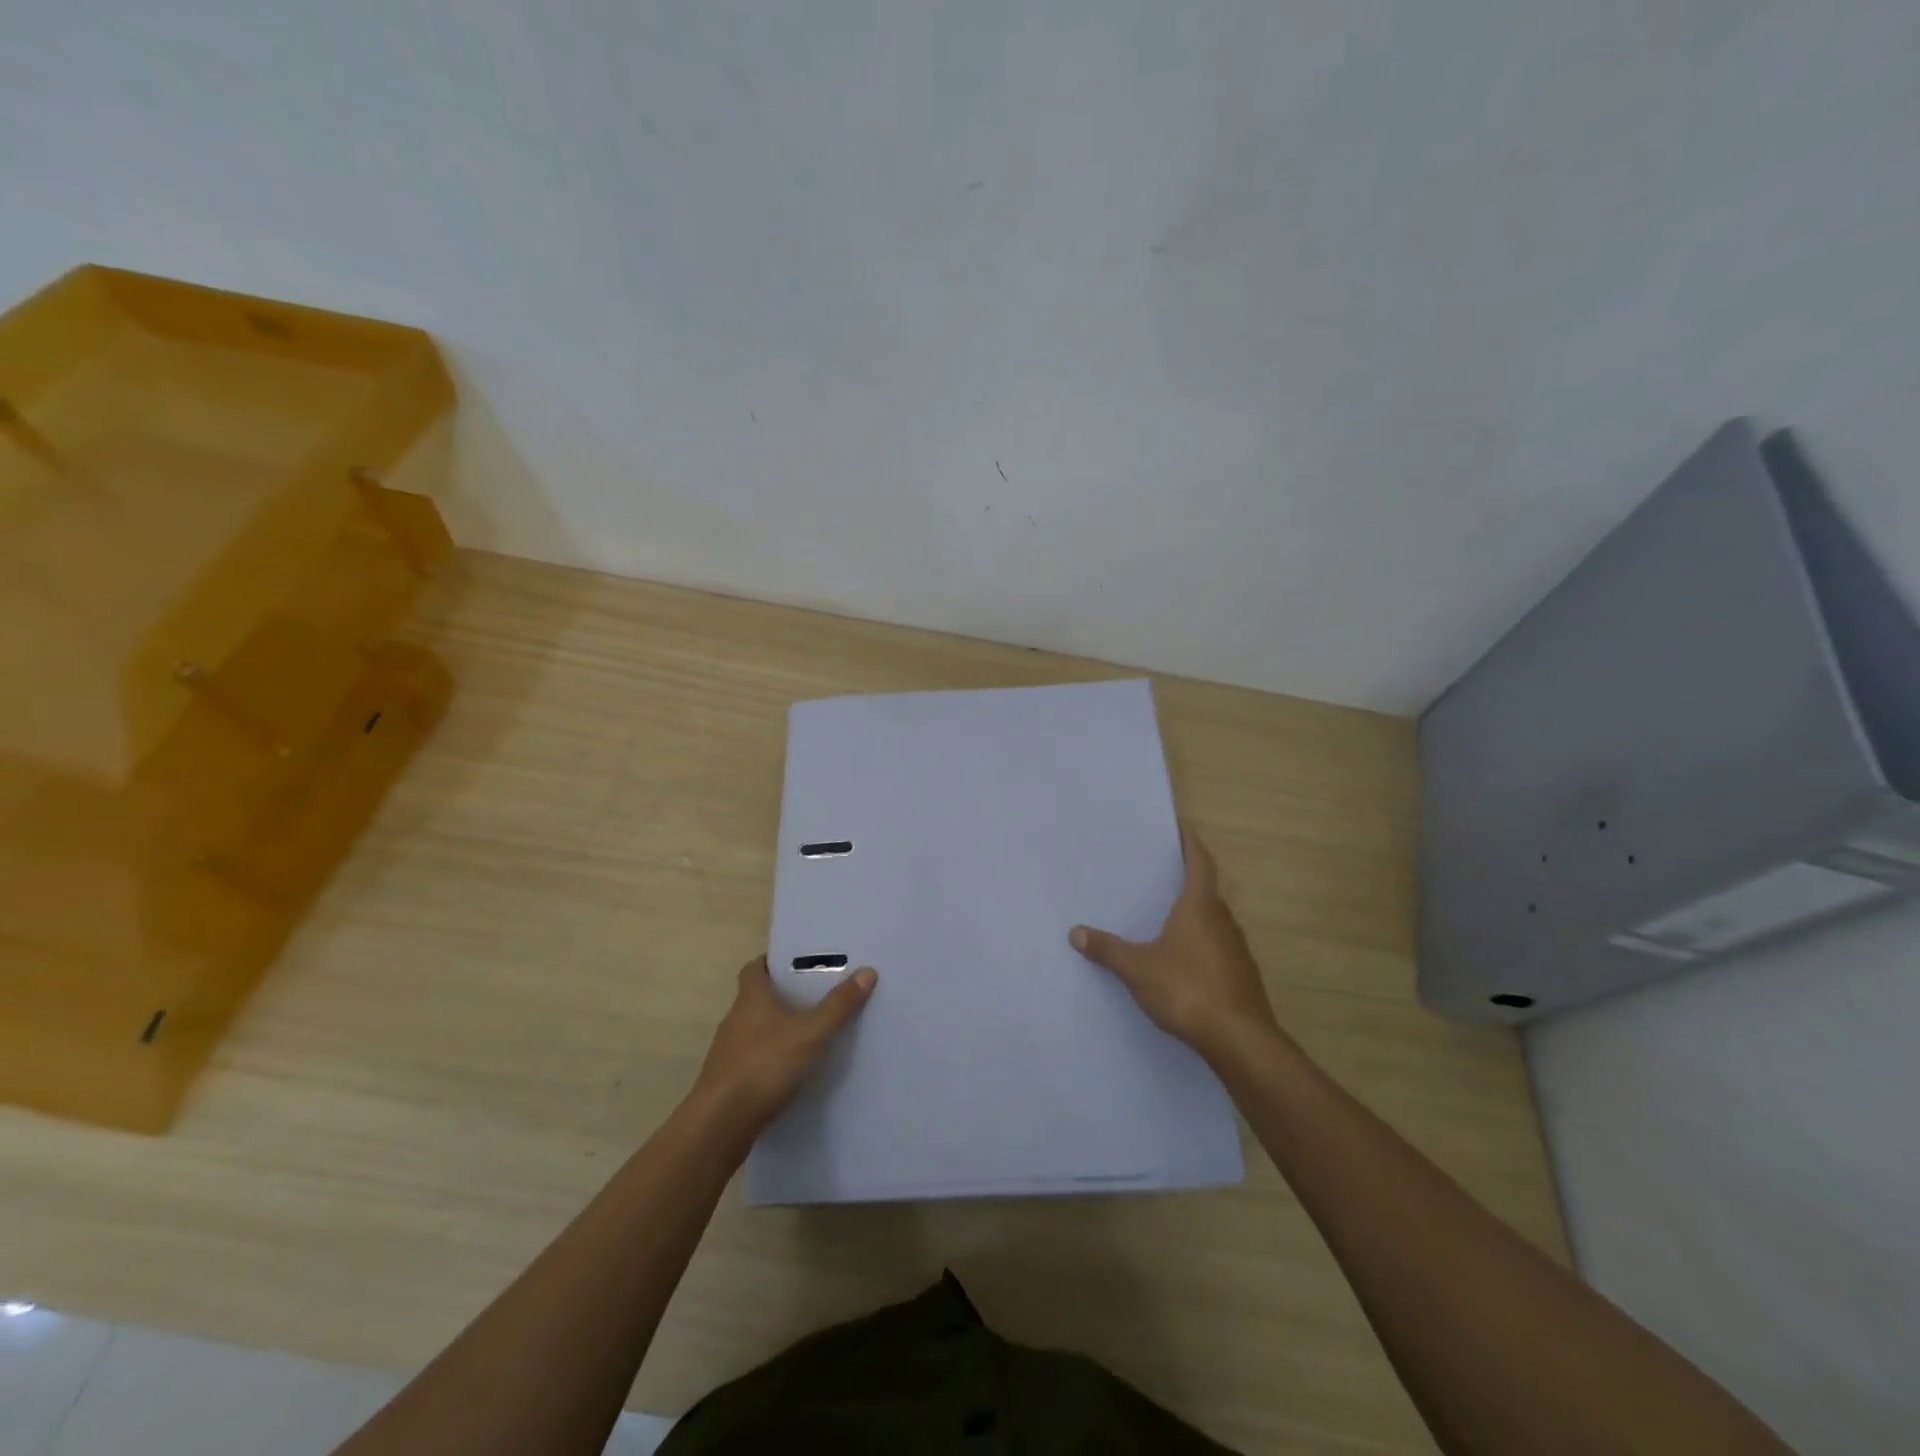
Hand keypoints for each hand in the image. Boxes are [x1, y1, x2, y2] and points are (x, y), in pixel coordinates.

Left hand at [691, 956, 876, 1134]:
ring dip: (778, 1029)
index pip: (755, 967)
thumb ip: (838, 1005)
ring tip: (811, 1032)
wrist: (719, 1124)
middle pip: (757, 998)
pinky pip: (754, 1059)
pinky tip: (793, 1070)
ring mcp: (728, 1052)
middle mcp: (735, 1019)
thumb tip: (868, 971)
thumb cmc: (764, 1066)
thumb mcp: (810, 1033)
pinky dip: (772, 1058)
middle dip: (783, 995)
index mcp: (751, 998)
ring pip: (756, 1030)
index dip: (772, 961)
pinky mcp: (728, 1081)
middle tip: (816, 995)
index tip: (798, 962)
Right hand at [1070, 825, 1279, 1065]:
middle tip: (1161, 871)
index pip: (1199, 862)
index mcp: (1199, 907)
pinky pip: (1217, 946)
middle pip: (1207, 889)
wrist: (1239, 1040)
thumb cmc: (1187, 989)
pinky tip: (1182, 958)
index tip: (1180, 825)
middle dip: (1187, 878)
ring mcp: (1236, 949)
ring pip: (1213, 920)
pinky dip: (1200, 942)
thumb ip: (1107, 949)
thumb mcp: (1138, 968)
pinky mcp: (1241, 975)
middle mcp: (1222, 920)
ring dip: (1194, 913)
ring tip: (1166, 914)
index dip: (1190, 842)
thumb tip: (1075, 932)